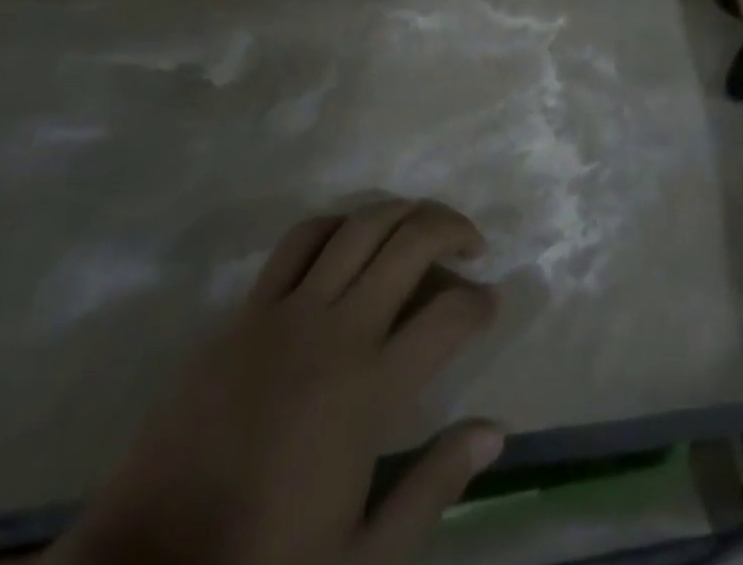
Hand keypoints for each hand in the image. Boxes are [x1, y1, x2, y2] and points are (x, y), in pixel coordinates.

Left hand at [56, 200, 503, 564]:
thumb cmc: (265, 563)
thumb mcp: (363, 554)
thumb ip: (433, 486)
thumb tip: (494, 429)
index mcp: (369, 389)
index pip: (449, 316)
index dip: (481, 302)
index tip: (489, 304)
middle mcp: (336, 330)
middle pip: (410, 243)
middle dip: (453, 229)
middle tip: (472, 245)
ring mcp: (288, 311)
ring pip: (359, 225)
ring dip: (403, 212)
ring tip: (423, 224)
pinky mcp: (248, 309)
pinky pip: (300, 240)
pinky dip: (337, 223)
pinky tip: (352, 234)